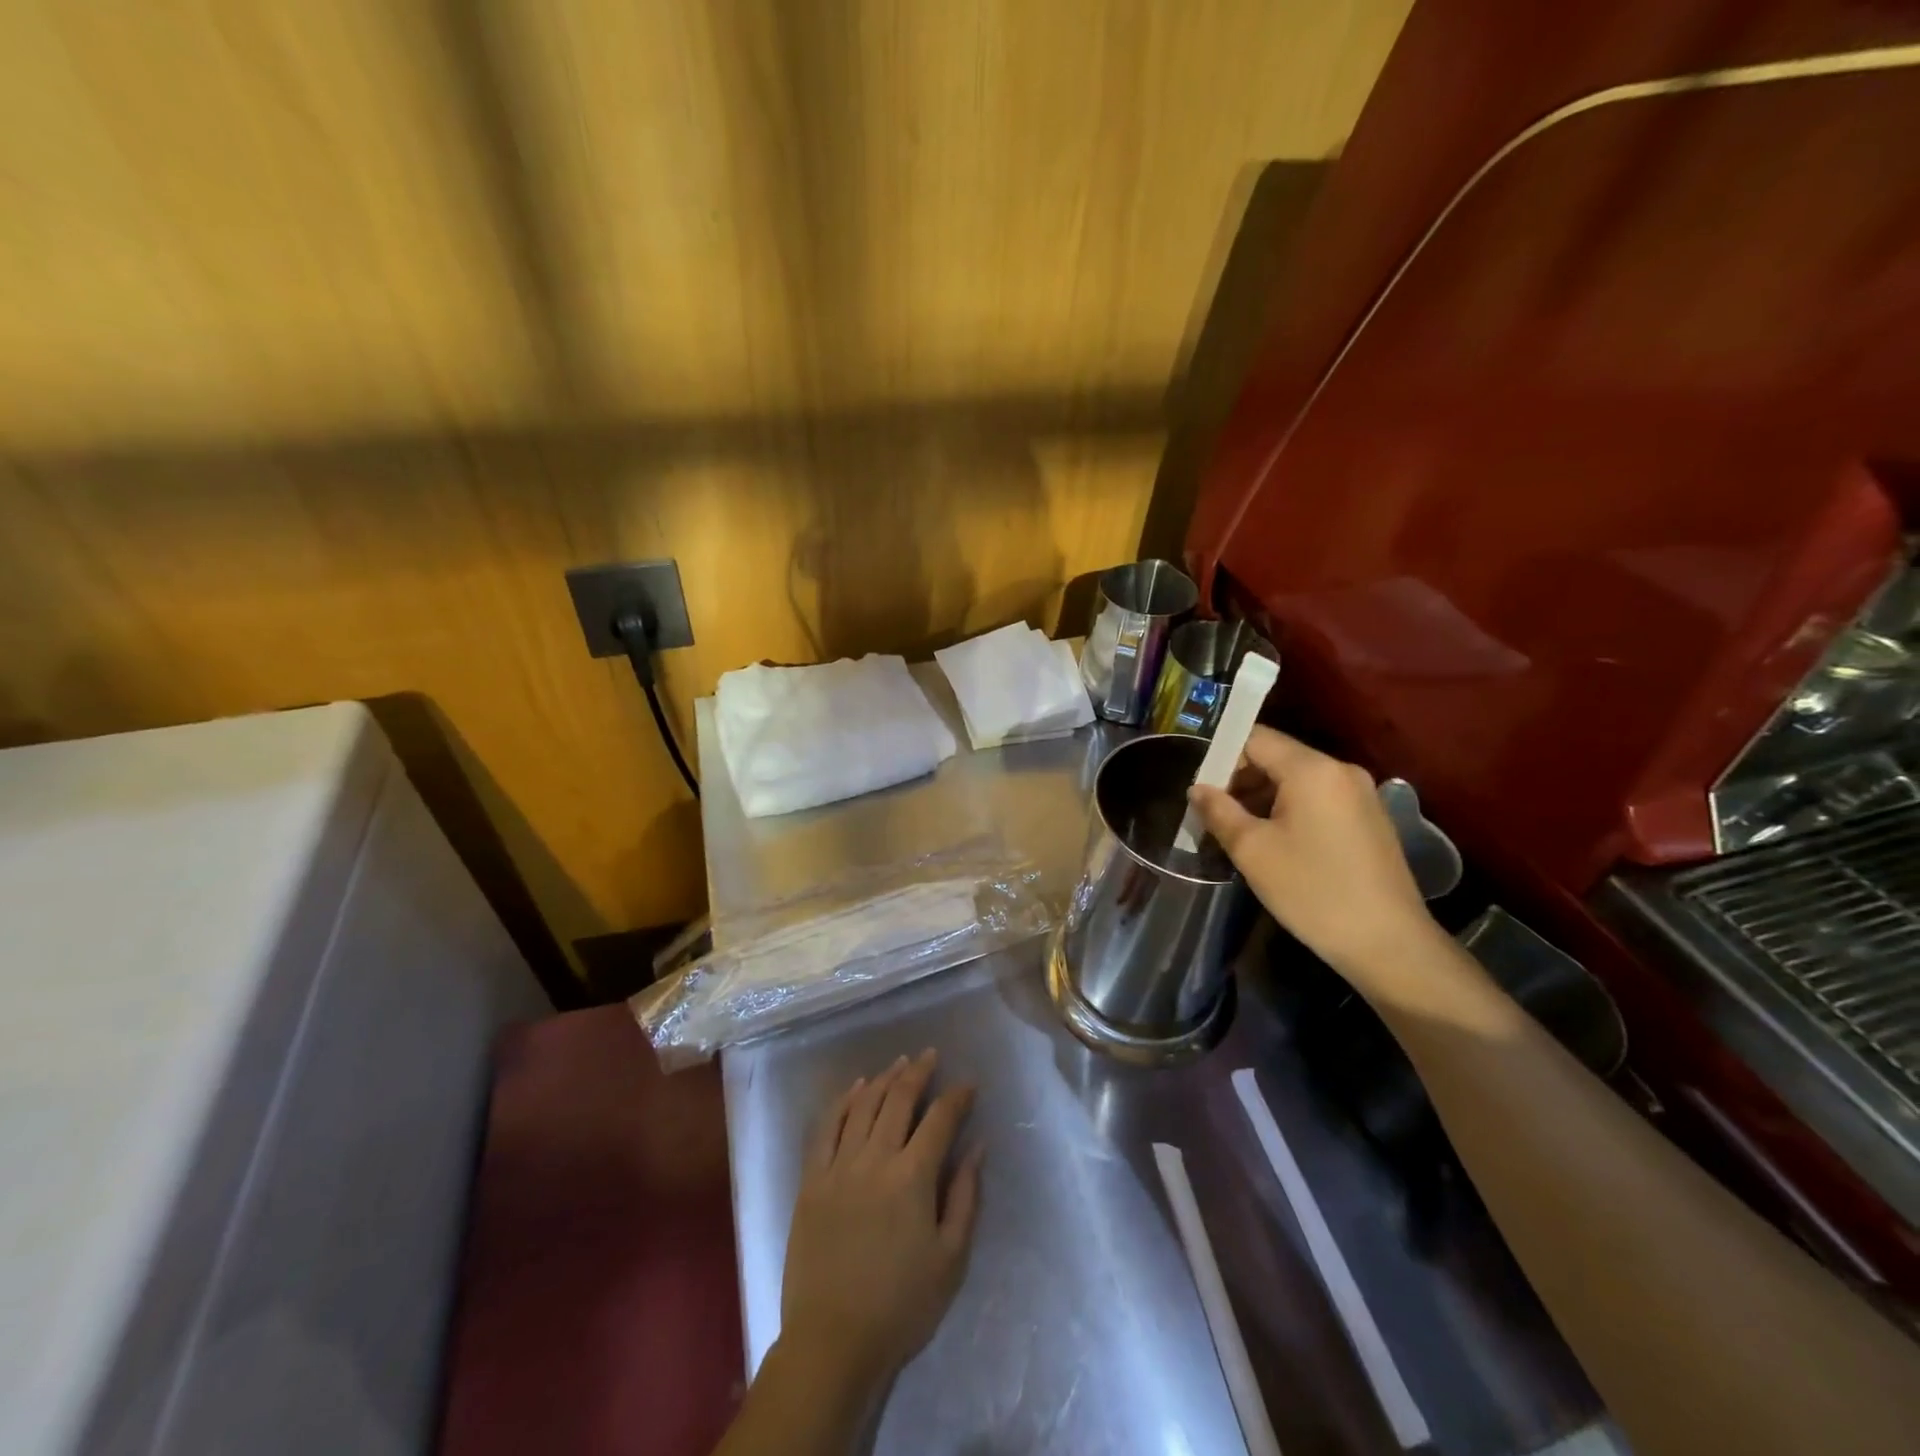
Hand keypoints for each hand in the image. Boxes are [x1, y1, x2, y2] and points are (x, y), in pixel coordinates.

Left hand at [778, 1051, 982, 1399]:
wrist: (832, 1342)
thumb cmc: (901, 1306)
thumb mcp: (950, 1259)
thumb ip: (965, 1196)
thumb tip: (977, 1147)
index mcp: (913, 1178)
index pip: (940, 1120)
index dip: (957, 1097)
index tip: (968, 1084)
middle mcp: (875, 1159)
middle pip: (899, 1100)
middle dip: (919, 1073)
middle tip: (931, 1055)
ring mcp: (839, 1166)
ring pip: (863, 1105)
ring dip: (885, 1079)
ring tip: (900, 1063)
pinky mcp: (812, 1180)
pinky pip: (827, 1127)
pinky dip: (844, 1101)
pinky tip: (856, 1087)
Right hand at [1188, 727, 1441, 979]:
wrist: (1388, 943)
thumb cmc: (1312, 890)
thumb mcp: (1252, 851)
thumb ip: (1219, 811)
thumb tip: (1198, 789)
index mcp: (1312, 769)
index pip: (1256, 738)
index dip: (1222, 756)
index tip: (1201, 788)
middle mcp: (1341, 770)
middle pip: (1277, 757)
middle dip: (1241, 780)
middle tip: (1214, 814)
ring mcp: (1360, 794)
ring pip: (1297, 780)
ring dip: (1263, 798)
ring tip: (1240, 833)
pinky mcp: (1370, 819)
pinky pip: (1318, 799)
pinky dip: (1290, 810)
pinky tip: (1276, 844)